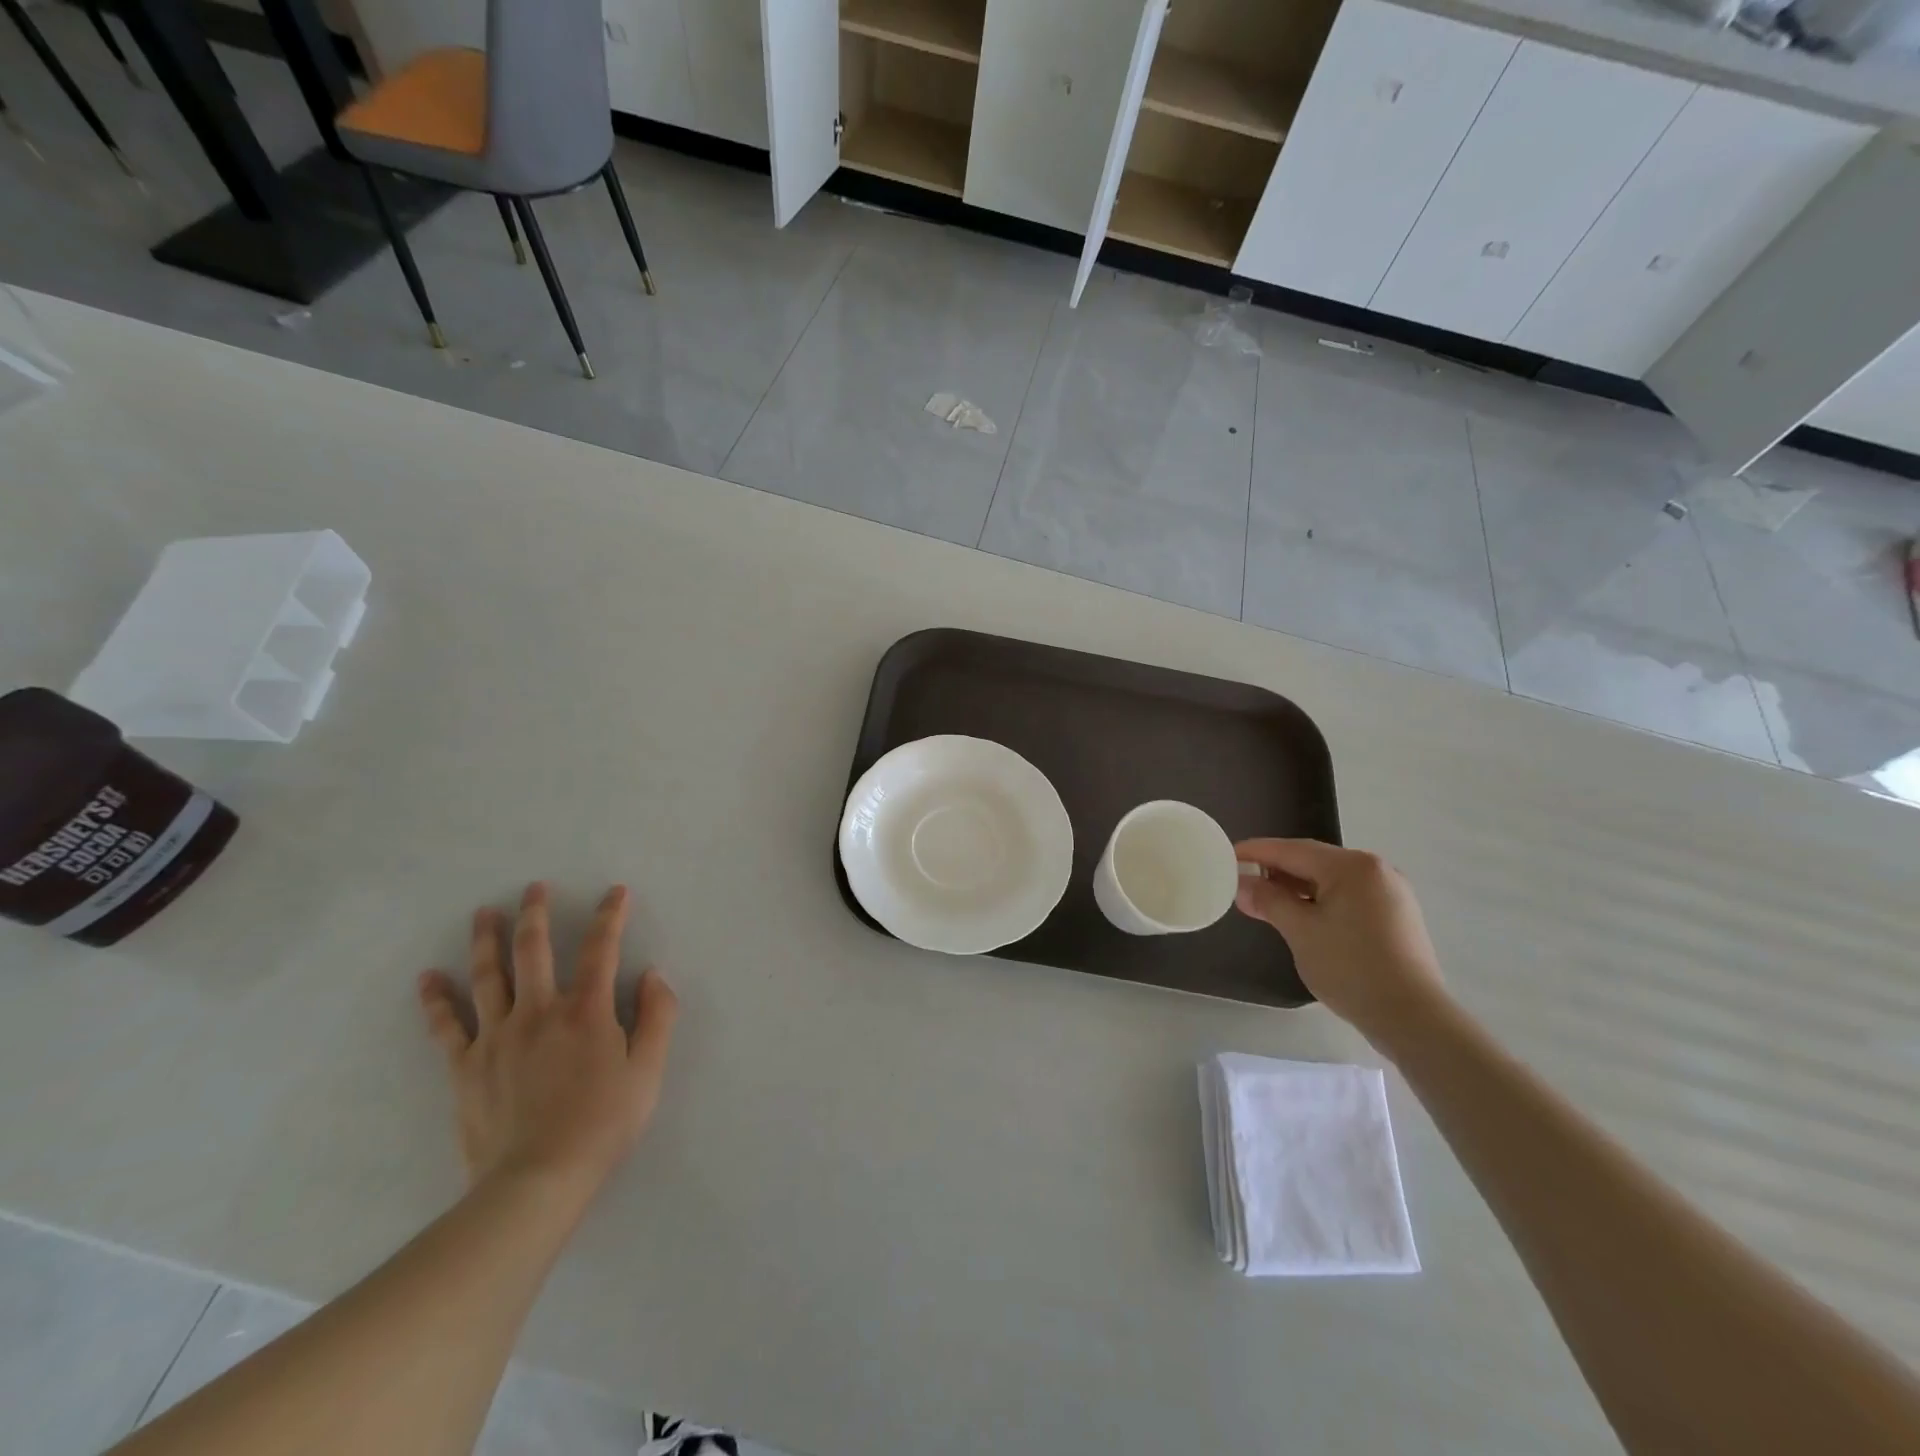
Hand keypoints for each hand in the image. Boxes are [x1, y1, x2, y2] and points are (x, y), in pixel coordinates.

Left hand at [418, 883, 677, 1196]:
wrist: (537, 1180)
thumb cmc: (603, 1123)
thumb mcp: (649, 1070)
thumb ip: (658, 1016)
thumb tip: (653, 974)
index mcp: (587, 1010)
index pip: (601, 949)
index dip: (610, 916)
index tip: (615, 892)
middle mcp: (540, 1011)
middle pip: (534, 950)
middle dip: (536, 914)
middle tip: (534, 888)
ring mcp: (497, 1037)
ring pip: (488, 976)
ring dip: (486, 940)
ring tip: (484, 914)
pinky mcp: (466, 1066)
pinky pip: (448, 1026)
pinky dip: (437, 1000)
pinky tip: (429, 978)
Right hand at [1234, 839, 1448, 1048]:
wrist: (1413, 1018)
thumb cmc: (1351, 967)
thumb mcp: (1300, 932)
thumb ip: (1268, 901)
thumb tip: (1242, 885)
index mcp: (1352, 866)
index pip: (1292, 850)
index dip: (1256, 852)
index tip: (1227, 855)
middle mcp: (1376, 870)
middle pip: (1313, 861)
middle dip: (1276, 871)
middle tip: (1242, 881)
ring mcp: (1391, 893)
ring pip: (1331, 880)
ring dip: (1297, 888)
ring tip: (1267, 902)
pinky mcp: (1396, 916)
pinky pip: (1349, 897)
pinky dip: (1321, 901)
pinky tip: (1302, 917)